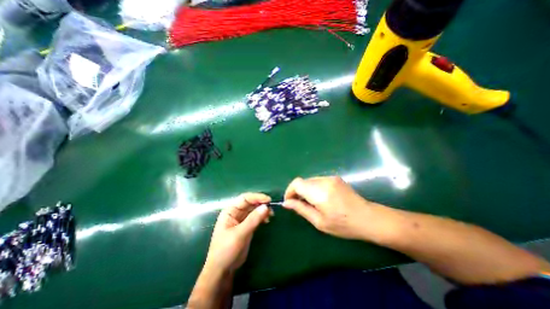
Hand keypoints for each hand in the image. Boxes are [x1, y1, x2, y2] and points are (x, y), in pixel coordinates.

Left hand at [203, 193, 272, 272]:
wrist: (222, 270)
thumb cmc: (226, 250)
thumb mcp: (239, 234)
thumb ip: (253, 219)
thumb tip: (266, 206)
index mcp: (230, 211)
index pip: (245, 198)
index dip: (257, 197)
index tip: (268, 200)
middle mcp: (236, 212)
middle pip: (250, 203)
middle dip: (261, 204)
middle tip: (271, 209)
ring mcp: (242, 219)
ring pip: (254, 210)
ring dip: (263, 210)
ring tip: (271, 215)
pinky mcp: (247, 226)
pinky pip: (256, 217)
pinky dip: (262, 217)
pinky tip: (267, 220)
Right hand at [283, 176, 378, 238]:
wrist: (368, 218)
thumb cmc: (343, 225)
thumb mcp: (319, 222)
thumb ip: (301, 209)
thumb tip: (286, 203)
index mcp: (320, 193)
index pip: (297, 183)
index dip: (290, 190)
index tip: (290, 201)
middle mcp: (324, 181)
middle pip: (303, 181)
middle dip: (297, 191)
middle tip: (300, 205)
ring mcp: (331, 178)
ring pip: (310, 180)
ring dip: (306, 189)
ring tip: (311, 202)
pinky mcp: (335, 178)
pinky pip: (318, 180)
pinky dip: (314, 187)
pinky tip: (321, 198)